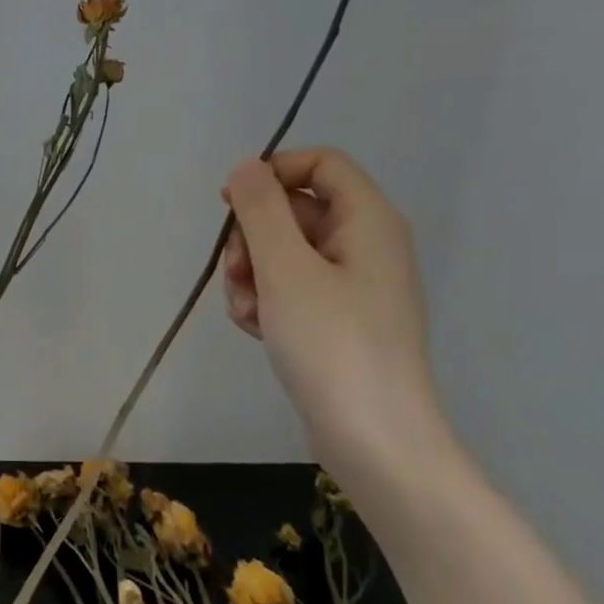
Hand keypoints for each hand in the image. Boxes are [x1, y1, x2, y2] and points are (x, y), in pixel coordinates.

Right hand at [221, 148, 444, 477]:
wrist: (373, 439)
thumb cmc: (332, 344)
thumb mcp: (286, 269)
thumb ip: (261, 211)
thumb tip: (246, 167)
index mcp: (367, 221)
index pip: (321, 163)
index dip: (272, 173)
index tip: (230, 203)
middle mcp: (365, 245)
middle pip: (295, 210)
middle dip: (253, 236)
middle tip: (237, 272)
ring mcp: (352, 286)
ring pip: (284, 253)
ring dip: (252, 275)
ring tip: (247, 312)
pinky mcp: (337, 320)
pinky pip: (290, 290)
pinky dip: (266, 302)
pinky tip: (257, 331)